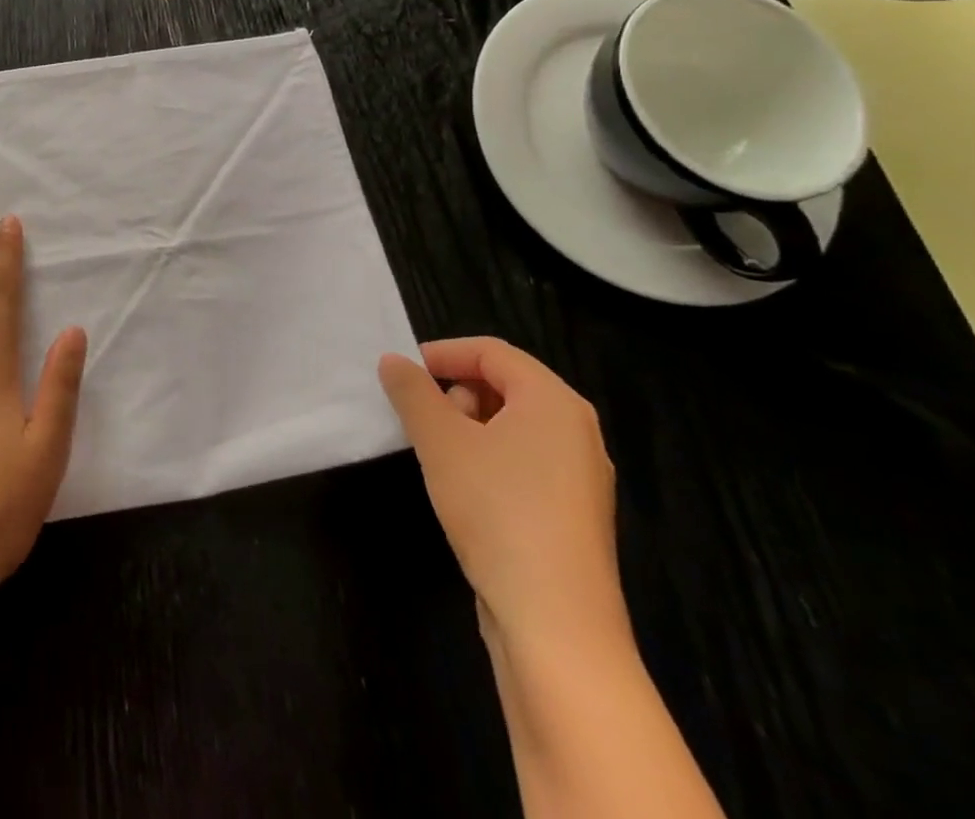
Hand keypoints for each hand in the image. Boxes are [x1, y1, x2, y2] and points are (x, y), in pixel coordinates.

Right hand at [379, 338, 626, 653]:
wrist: (555, 623)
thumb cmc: (497, 509)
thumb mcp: (440, 441)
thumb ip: (412, 392)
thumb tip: (393, 362)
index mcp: (554, 402)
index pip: (492, 352)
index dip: (443, 354)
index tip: (403, 374)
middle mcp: (577, 431)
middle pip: (506, 385)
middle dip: (456, 393)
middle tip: (423, 420)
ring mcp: (580, 477)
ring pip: (514, 427)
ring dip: (469, 428)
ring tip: (439, 456)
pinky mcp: (573, 516)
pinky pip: (525, 463)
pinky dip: (489, 460)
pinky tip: (464, 491)